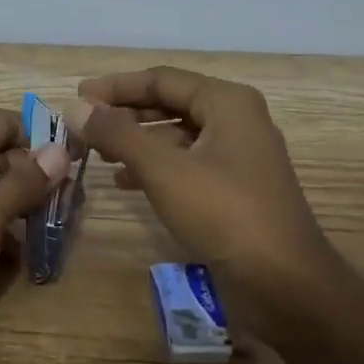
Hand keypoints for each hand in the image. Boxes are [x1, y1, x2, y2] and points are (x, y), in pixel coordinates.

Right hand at [63, 67, 349, 340]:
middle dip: (125, 114)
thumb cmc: (225, 214)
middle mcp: (236, 120)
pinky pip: (187, 163)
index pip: (161, 79)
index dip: (116, 86)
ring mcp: (239, 155)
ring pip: (177, 136)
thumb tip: (76, 106)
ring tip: (98, 154)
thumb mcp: (164, 170)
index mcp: (227, 102)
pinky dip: (155, 167)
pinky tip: (125, 182)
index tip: (77, 96)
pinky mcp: (235, 188)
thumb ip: (118, 134)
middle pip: (170, 104)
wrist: (286, 284)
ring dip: (137, 142)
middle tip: (84, 126)